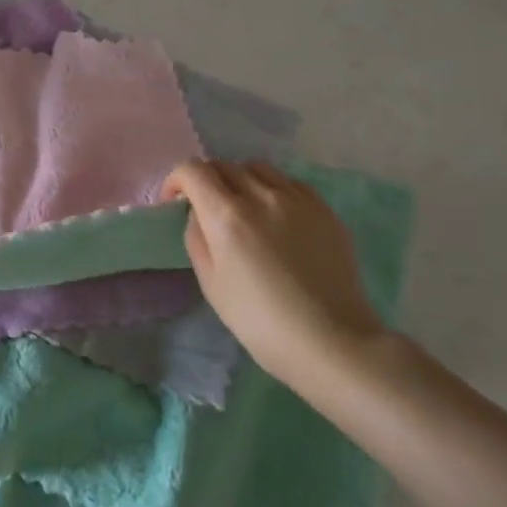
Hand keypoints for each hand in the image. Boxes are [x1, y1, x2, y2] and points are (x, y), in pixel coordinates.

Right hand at [161, 159, 384, 388]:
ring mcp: (297, 199)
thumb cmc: (260, 321)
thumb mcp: (210, 283)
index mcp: (227, 215)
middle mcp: (261, 196)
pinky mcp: (324, 209)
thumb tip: (199, 213)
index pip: (192, 170)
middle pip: (223, 165)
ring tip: (244, 207)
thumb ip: (197, 238)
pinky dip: (273, 189)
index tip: (175, 202)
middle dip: (206, 181)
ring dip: (240, 180)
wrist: (331, 341)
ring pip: (257, 167)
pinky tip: (277, 216)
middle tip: (207, 209)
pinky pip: (289, 182)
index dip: (176, 181)